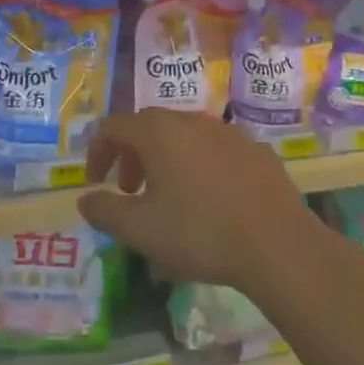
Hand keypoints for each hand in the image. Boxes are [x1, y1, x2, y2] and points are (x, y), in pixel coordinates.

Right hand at [76, 111, 330, 292]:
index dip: (97, 152)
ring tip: (168, 198)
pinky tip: (211, 202)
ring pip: (184, 138)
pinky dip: (200, 167)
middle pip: (149, 127)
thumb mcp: (140, 230)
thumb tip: (85, 198)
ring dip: (166, 161)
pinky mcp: (255, 150)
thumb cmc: (200, 233)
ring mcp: (227, 132)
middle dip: (131, 156)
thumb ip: (105, 211)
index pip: (113, 126)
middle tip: (128, 191)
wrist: (278, 244)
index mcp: (158, 132)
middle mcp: (191, 120)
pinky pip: (215, 152)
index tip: (95, 182)